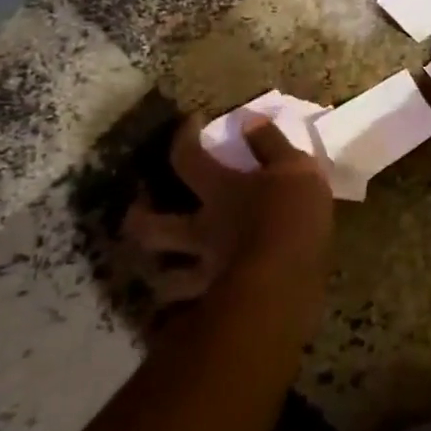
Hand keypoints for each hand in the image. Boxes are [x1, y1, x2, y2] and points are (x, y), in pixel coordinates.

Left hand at [123, 115, 335, 338]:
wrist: (289, 280)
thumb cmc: (291, 215)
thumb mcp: (294, 167)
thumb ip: (270, 143)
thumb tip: (247, 118)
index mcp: (219, 191)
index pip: (187, 158)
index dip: (183, 137)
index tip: (190, 122)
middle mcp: (202, 230)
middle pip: (153, 226)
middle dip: (138, 217)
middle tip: (136, 211)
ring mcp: (207, 271)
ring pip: (166, 278)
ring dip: (159, 274)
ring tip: (162, 271)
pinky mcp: (219, 304)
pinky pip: (193, 311)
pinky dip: (187, 312)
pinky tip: (193, 311)